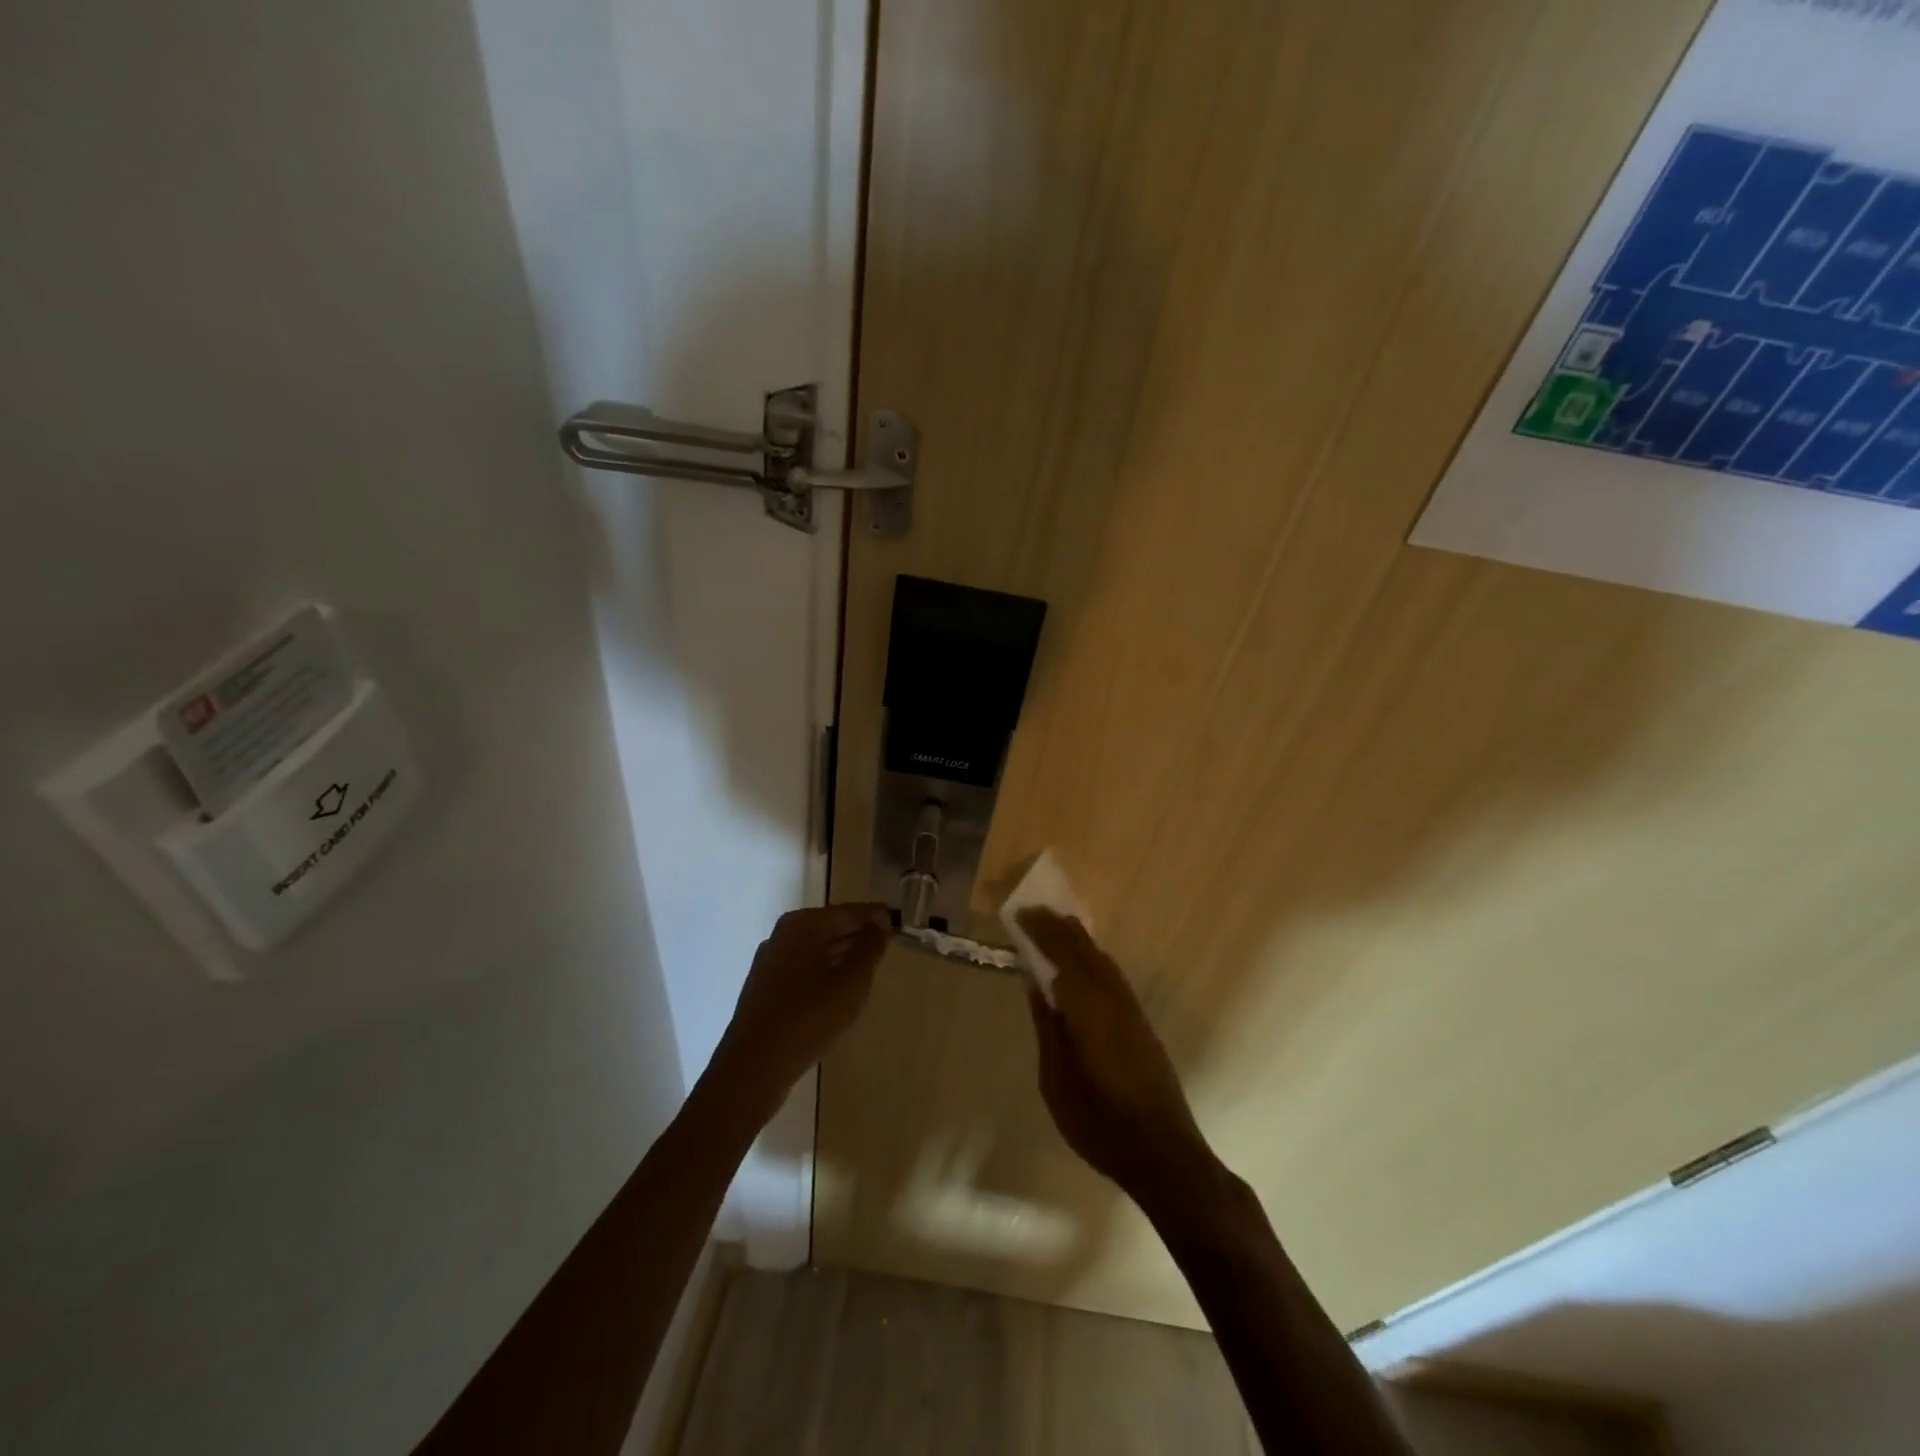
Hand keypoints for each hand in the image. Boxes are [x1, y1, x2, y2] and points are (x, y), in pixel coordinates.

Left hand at [712, 904, 890, 1103]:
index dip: (876, 916)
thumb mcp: (851, 983)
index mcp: (803, 925)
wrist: (754, 1066)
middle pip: (831, 927)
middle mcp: (783, 934)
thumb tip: (880, 925)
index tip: (900, 921)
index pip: (849, 912)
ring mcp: (771, 960)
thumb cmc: (809, 1018)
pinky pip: (804, 967)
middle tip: (889, 943)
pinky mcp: (766, 985)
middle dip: (859, 934)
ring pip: (817, 948)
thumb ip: (870, 950)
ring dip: (844, 953)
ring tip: (871, 965)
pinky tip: (840, 988)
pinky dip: (826, 970)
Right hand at [1019, 909, 1217, 1216]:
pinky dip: (1094, 959)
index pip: (1062, 956)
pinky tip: (1084, 963)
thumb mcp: (1057, 1081)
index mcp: (1089, 1010)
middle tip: (1035, 910)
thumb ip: (1048, 1028)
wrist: (1164, 1154)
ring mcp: (1132, 1011)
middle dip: (1060, 928)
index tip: (1021, 914)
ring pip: (1103, 962)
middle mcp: (1114, 1001)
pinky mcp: (1142, 1025)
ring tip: (1057, 925)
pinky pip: (1113, 976)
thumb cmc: (1100, 1124)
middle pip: (1086, 952)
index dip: (1041, 933)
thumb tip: (1037, 985)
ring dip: (1079, 940)